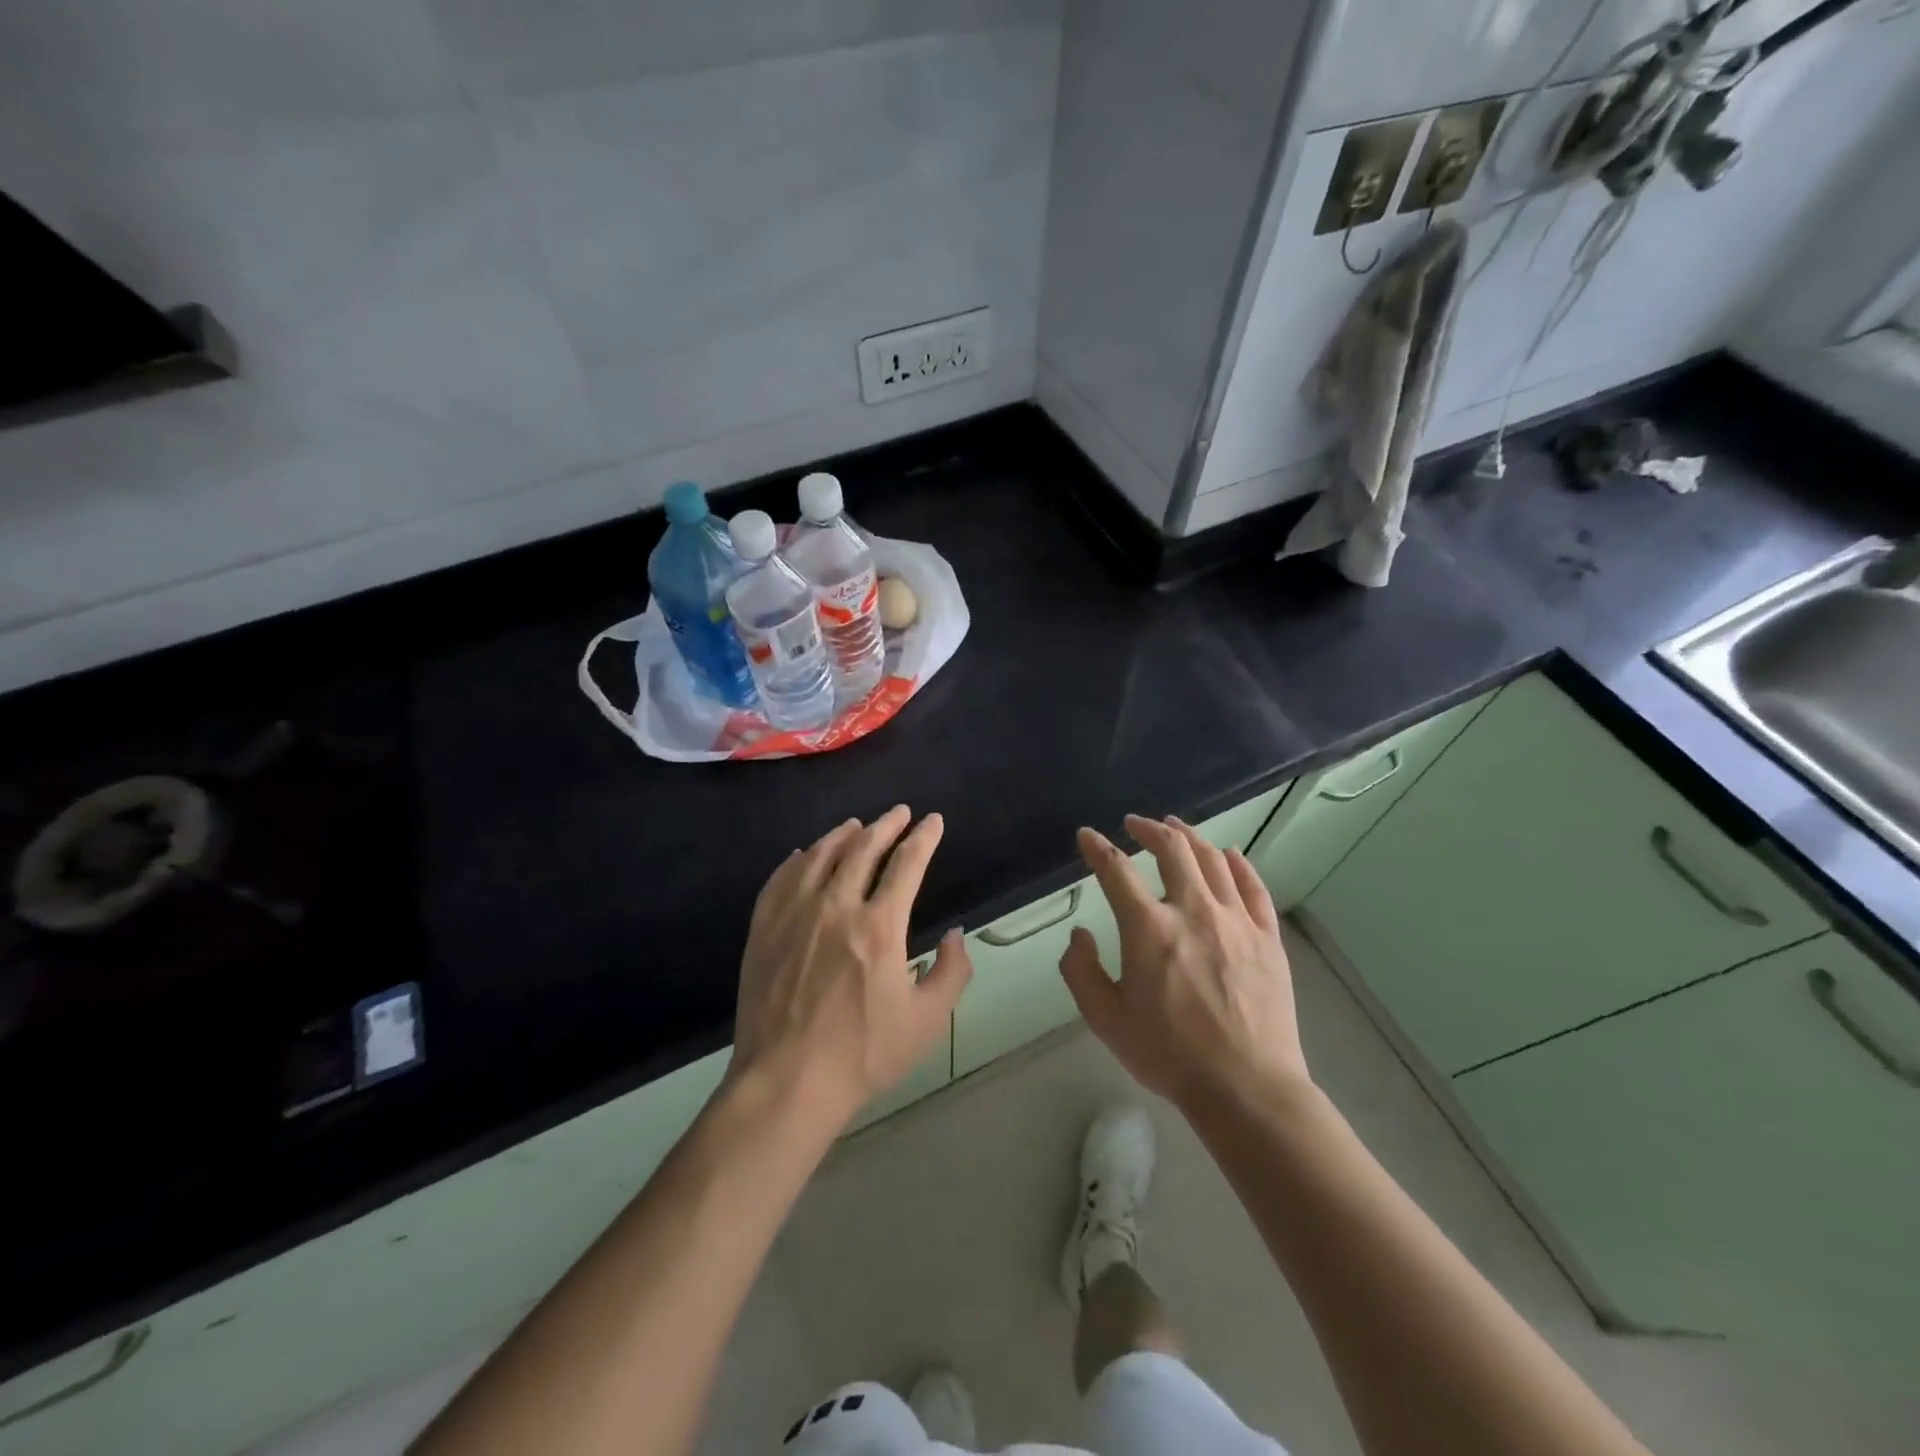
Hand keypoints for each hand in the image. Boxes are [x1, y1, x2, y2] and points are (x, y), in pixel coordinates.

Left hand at [732, 806, 971, 1130]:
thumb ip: (951, 972)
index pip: (907, 864)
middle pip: (863, 848)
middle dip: (887, 825)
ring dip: (843, 835)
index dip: (924, 837)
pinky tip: (804, 855)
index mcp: (879, 926)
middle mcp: (836, 906)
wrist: (786, 1081)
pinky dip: (798, 859)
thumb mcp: (927, 1022)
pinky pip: (781, 878)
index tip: (934, 821)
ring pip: (820, 855)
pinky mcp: (764, 928)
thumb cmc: (863, 1054)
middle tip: (899, 813)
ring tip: (856, 825)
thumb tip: (954, 934)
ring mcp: (794, 914)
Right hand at [1058, 814, 1310, 1114]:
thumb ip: (1081, 971)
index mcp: (1148, 929)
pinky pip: (1252, 886)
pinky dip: (1237, 863)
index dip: (1097, 847)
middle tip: (1135, 824)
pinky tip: (1228, 854)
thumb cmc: (1169, 1054)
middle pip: (1171, 849)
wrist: (1246, 1087)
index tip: (1087, 836)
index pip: (1116, 870)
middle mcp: (1192, 910)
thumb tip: (1081, 934)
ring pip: (1212, 859)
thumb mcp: (1105, 1020)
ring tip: (1175, 828)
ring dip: (1189, 836)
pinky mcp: (1267, 936)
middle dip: (1148, 828)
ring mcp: (1235, 920)